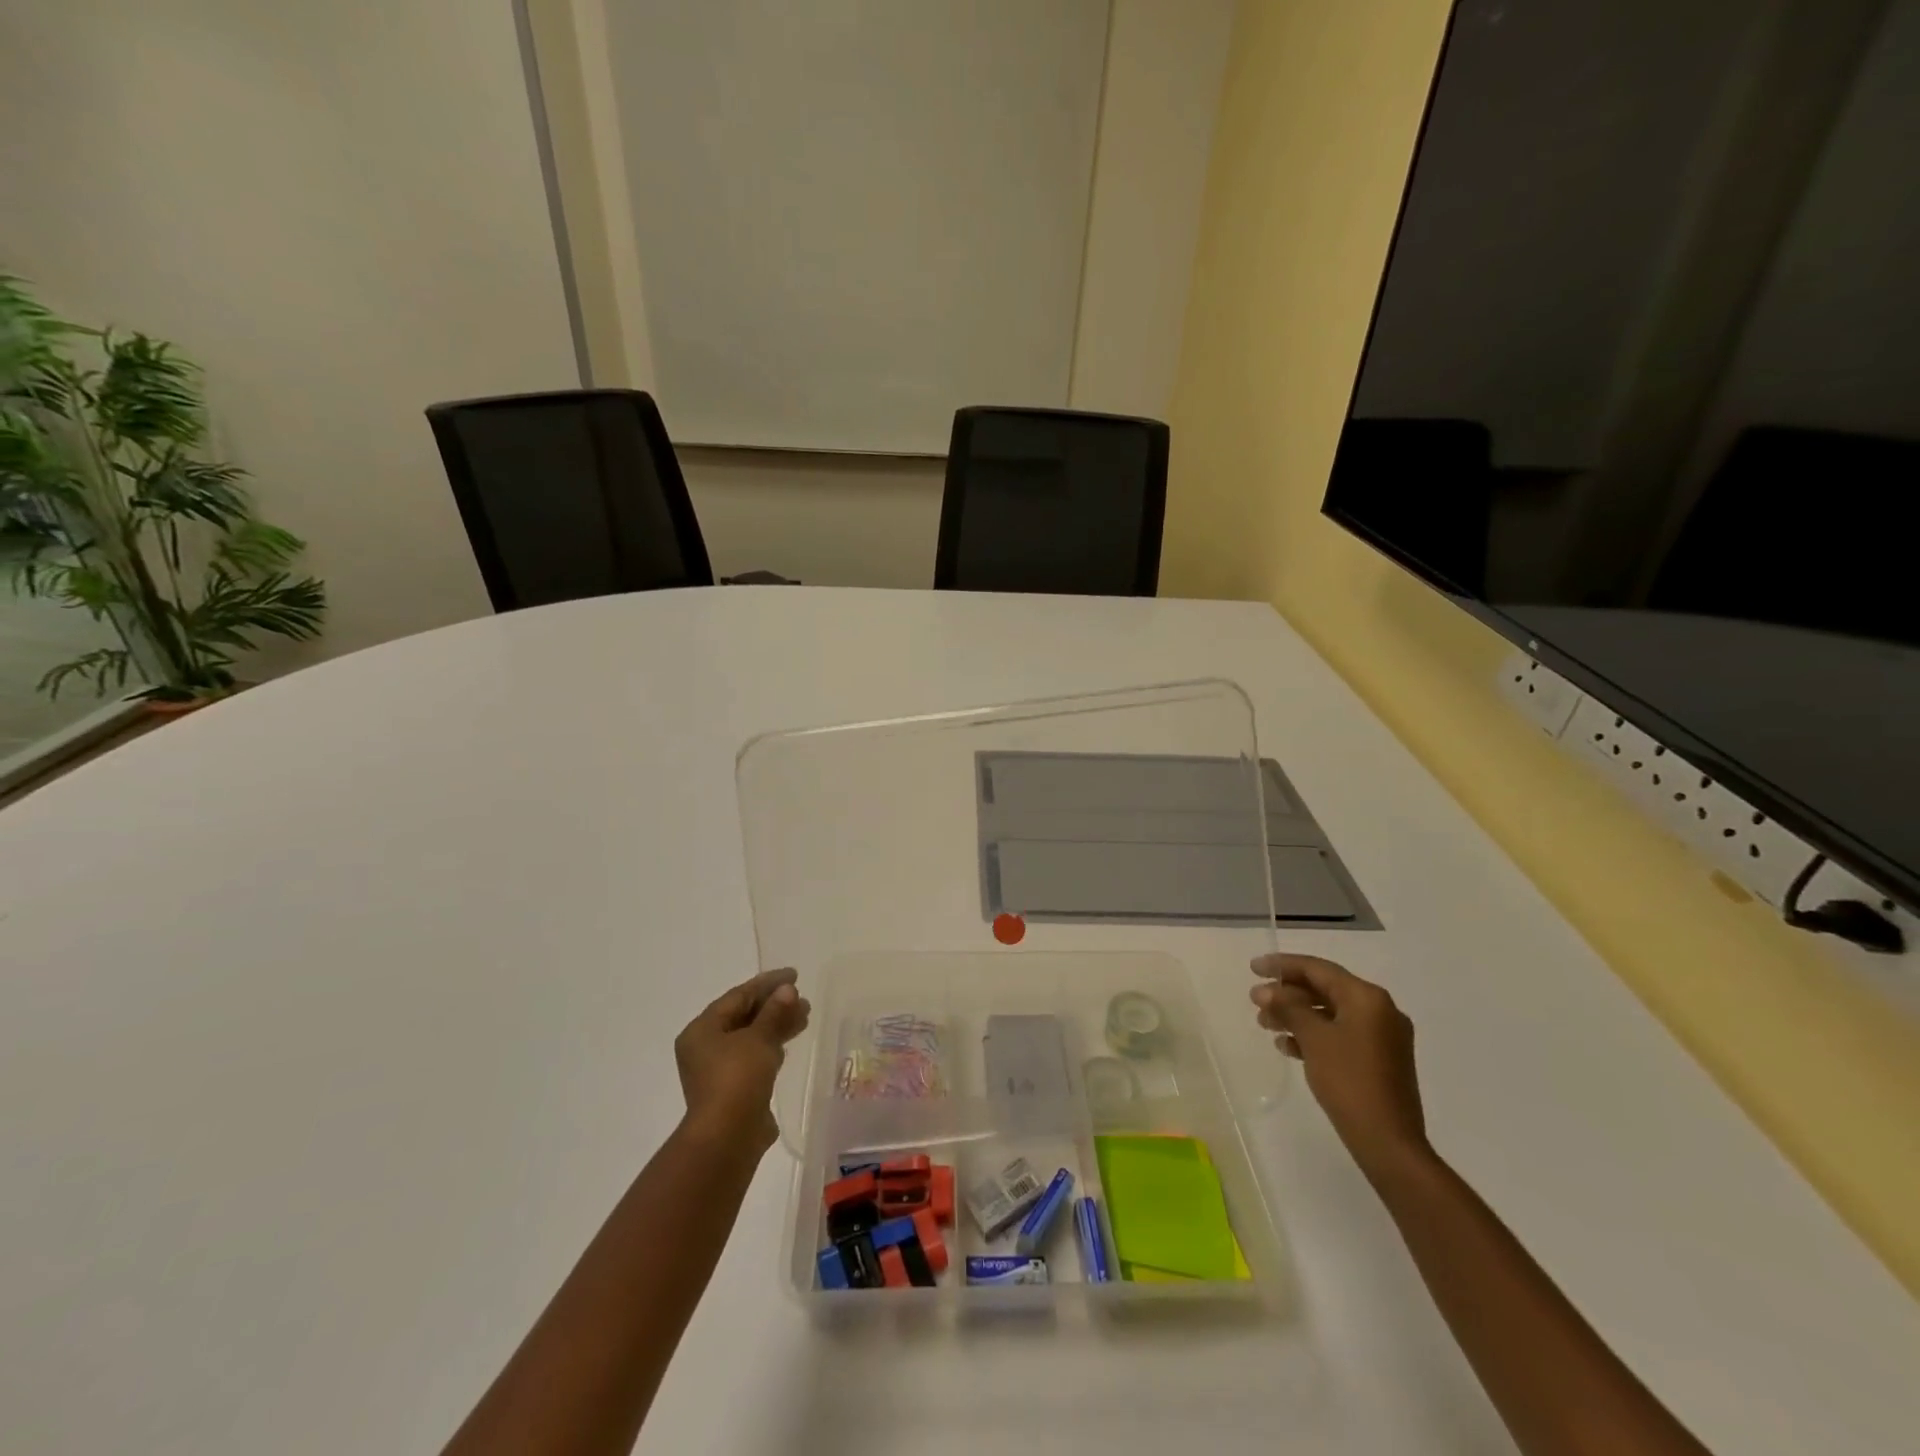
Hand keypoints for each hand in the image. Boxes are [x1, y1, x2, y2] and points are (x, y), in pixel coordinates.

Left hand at [674, 968, 810, 1154]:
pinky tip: (790, 1042)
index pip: (738, 996)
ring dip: (777, 1025)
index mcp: (702, 1030)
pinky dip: (772, 1046)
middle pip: (743, 1016)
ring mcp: (718, 1070)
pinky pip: (754, 1057)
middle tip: (803, 999)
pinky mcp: (732, 1089)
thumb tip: (787, 990)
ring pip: (751, 1037)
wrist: (728, 1138)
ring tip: (805, 1016)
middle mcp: (705, 1047)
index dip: (767, 983)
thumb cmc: (737, 1079)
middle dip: (774, 1006)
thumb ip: (774, 1012)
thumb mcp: (759, 1039)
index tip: (794, 975)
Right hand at [1250, 954, 1429, 1181]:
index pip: (1318, 969)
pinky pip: (1340, 1034)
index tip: (1253, 968)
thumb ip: (1288, 1007)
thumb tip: (1267, 991)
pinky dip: (1313, 1035)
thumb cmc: (1349, 1081)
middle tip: (1255, 1001)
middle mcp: (1380, 1010)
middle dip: (1287, 994)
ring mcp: (1382, 1037)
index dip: (1283, 965)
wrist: (1388, 1142)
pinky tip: (1288, 1046)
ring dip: (1296, 1015)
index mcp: (1368, 998)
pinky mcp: (1379, 1060)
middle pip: (1324, 990)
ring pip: (1330, 1013)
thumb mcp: (1313, 1038)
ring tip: (1265, 1025)